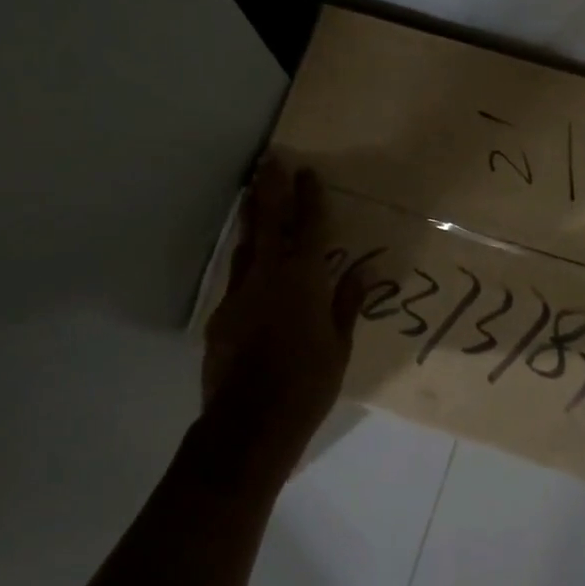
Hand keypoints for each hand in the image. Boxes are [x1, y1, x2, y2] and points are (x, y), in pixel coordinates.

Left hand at [202, 158, 367, 477]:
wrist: (249, 425)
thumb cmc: (307, 384)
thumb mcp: (339, 345)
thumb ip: (347, 302)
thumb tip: (364, 270)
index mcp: (303, 280)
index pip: (308, 227)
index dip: (309, 197)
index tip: (307, 171)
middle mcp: (267, 277)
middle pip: (268, 222)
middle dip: (270, 188)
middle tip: (268, 160)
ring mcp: (239, 294)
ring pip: (245, 245)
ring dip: (251, 218)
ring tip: (252, 194)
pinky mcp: (220, 315)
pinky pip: (237, 277)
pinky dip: (245, 261)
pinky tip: (249, 263)